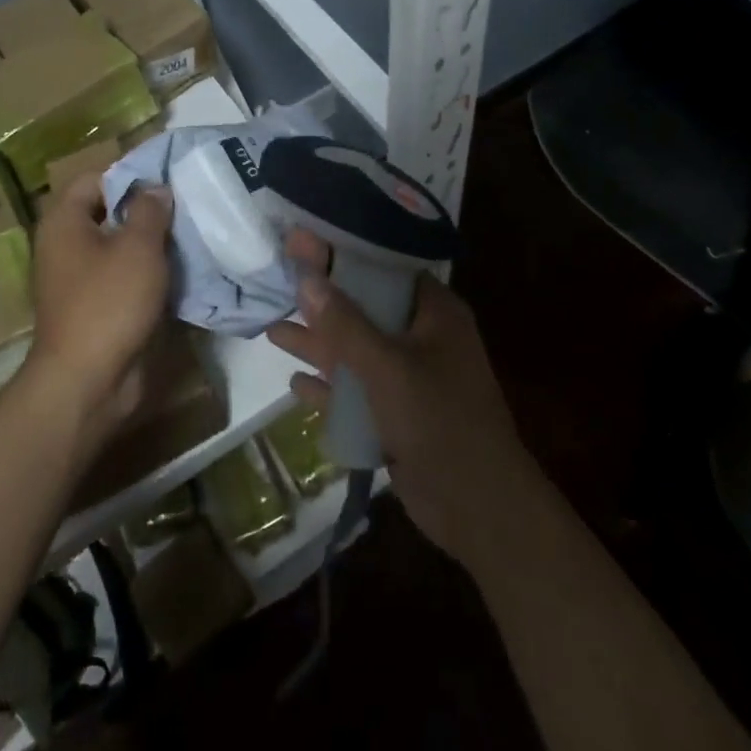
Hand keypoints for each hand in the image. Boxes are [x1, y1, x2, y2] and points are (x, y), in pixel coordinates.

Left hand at [27, 174, 173, 440]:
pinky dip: (148, 271)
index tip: (168, 178)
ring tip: (191, 233)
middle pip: (109, 211)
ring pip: (120, 245)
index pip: (95, 178)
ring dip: (152, 242)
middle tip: (187, 204)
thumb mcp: (137, 247)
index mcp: (65, 222)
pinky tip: (181, 268)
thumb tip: (156, 188)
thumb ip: (150, 210)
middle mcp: (66, 245)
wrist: (87, 382)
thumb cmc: (108, 303)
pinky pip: (124, 276)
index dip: (130, 173)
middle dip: (147, 208)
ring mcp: (80, 278)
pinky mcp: (96, 306)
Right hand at [267, 230, 533, 568]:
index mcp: (433, 313)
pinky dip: (329, 386)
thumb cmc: (439, 421)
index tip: (301, 242)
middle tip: (279, 280)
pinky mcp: (397, 414)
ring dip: (318, 343)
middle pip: (364, 307)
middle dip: (322, 299)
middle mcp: (422, 338)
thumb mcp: (387, 366)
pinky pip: (357, 391)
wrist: (478, 508)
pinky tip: (296, 384)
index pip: (383, 268)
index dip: (342, 253)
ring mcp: (409, 378)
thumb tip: (306, 279)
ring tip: (272, 330)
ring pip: (356, 351)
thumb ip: (344, 324)